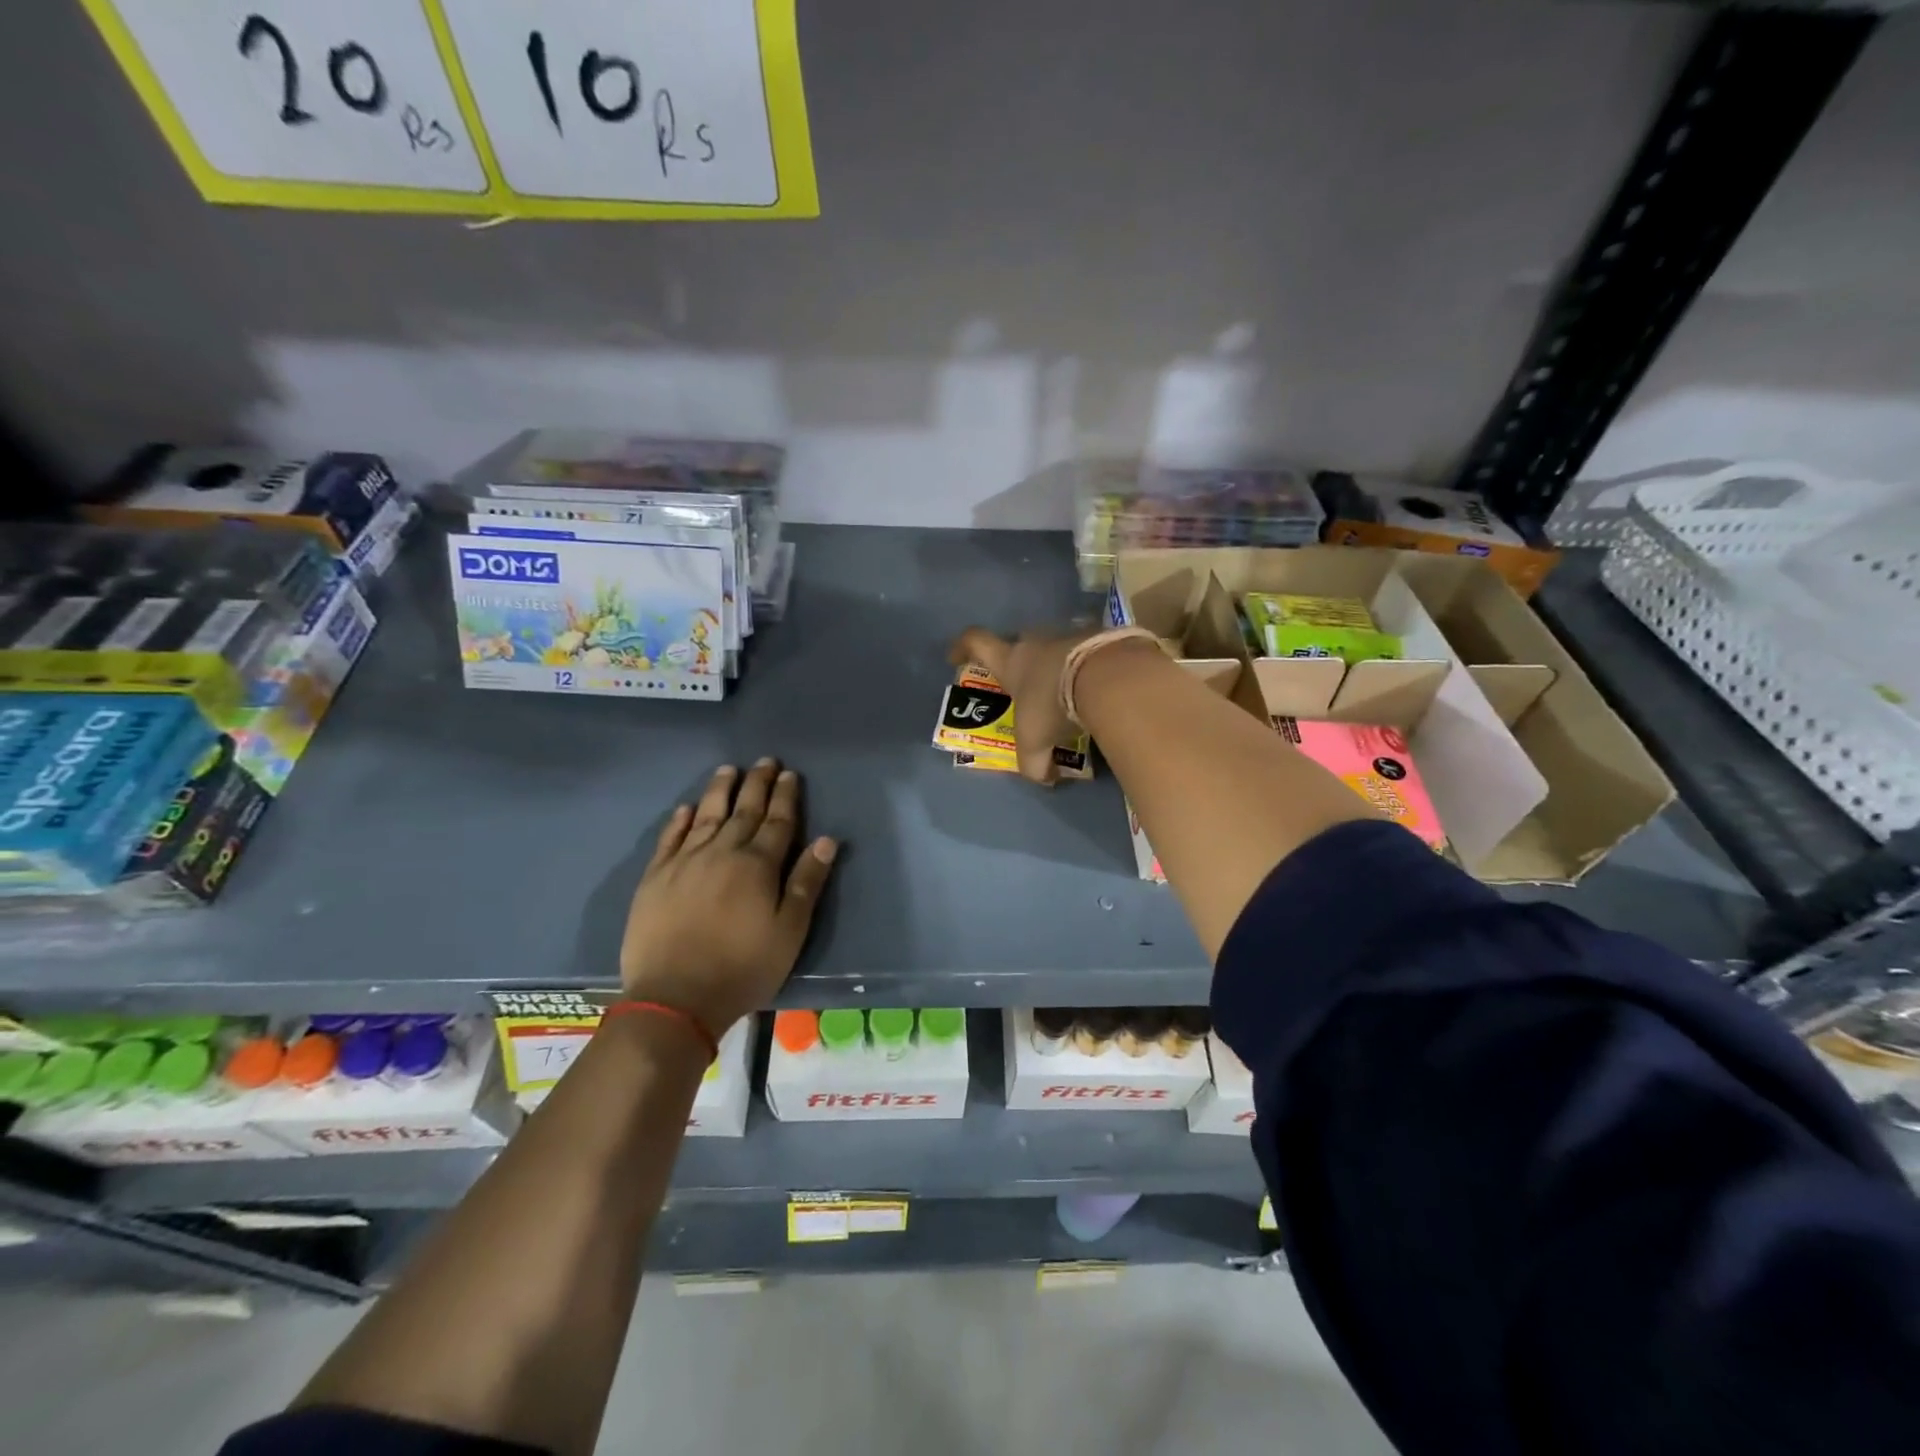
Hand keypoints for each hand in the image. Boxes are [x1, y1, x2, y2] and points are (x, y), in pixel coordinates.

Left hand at [620, 760, 837, 1036]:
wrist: (675, 998)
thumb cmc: (743, 967)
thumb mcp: (789, 931)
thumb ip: (806, 882)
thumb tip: (826, 840)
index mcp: (757, 865)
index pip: (777, 821)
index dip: (786, 796)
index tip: (790, 774)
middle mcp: (722, 852)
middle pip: (743, 811)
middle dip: (757, 784)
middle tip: (764, 761)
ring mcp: (684, 862)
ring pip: (706, 816)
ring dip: (720, 791)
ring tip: (728, 770)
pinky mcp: (655, 878)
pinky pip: (670, 839)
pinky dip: (680, 820)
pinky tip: (686, 808)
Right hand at [949, 626, 1092, 783]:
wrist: (1108, 677)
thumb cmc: (1053, 705)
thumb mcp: (1035, 743)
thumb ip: (1034, 765)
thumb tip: (1045, 778)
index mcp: (1011, 660)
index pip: (975, 642)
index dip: (962, 647)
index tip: (956, 657)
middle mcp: (1036, 641)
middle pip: (1019, 642)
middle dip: (1020, 661)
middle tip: (1027, 685)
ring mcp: (1069, 633)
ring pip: (1057, 645)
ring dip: (1059, 664)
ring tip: (1069, 688)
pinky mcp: (1101, 635)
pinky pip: (1089, 649)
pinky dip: (1089, 665)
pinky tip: (1099, 686)